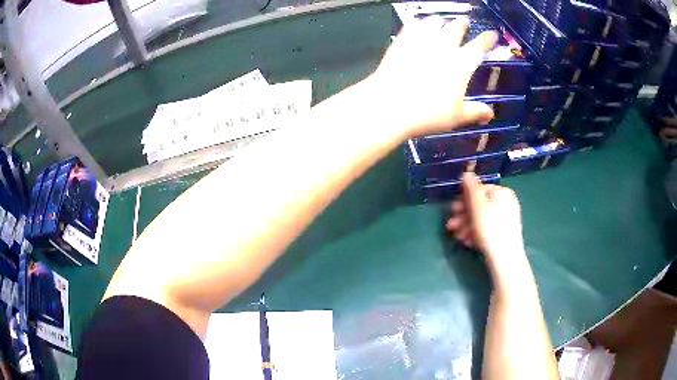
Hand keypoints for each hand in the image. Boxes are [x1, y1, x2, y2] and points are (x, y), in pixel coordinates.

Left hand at [366, 17, 497, 138]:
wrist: (390, 105)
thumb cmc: (428, 114)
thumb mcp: (456, 117)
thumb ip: (475, 112)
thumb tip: (491, 114)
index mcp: (461, 64)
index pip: (479, 46)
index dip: (487, 39)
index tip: (493, 34)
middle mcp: (443, 47)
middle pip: (456, 28)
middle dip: (462, 24)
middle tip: (464, 23)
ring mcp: (421, 41)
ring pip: (434, 22)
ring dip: (441, 21)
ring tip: (442, 22)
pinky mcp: (402, 41)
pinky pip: (413, 25)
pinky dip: (419, 23)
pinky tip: (418, 24)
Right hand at [446, 173, 524, 260]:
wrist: (505, 258)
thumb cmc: (491, 228)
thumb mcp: (478, 205)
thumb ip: (471, 187)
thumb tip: (467, 172)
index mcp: (503, 193)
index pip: (480, 189)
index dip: (464, 198)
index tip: (452, 209)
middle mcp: (506, 203)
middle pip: (480, 205)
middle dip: (463, 215)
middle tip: (450, 225)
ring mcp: (506, 219)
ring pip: (482, 218)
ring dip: (466, 225)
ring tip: (456, 236)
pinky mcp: (504, 234)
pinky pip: (487, 229)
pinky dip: (476, 233)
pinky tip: (467, 241)